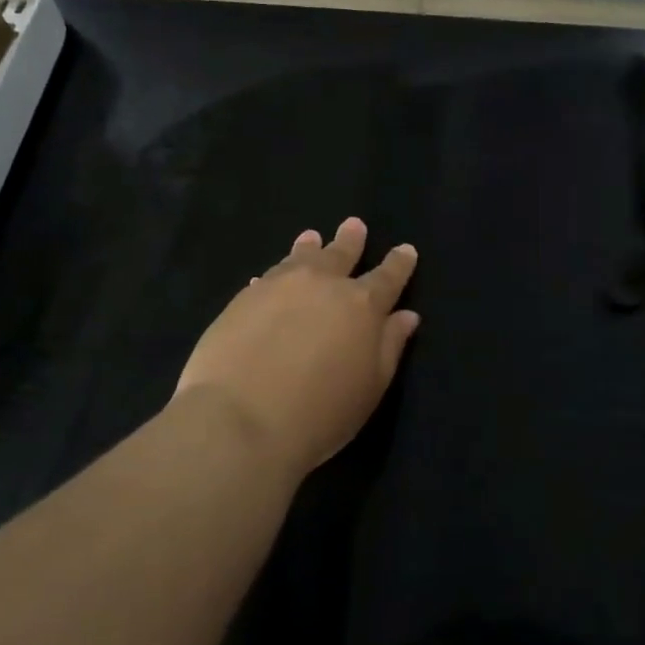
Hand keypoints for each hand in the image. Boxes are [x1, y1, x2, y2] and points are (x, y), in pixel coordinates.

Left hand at [173, 218, 419, 478]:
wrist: (239, 419)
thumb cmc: (319, 413)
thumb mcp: (370, 387)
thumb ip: (390, 346)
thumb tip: (406, 315)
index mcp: (361, 306)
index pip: (387, 277)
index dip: (399, 263)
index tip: (405, 249)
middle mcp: (323, 285)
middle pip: (341, 255)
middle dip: (351, 241)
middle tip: (354, 225)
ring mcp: (279, 286)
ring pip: (301, 257)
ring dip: (310, 246)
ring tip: (312, 236)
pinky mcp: (243, 298)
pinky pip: (267, 276)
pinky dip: (276, 272)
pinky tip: (270, 276)